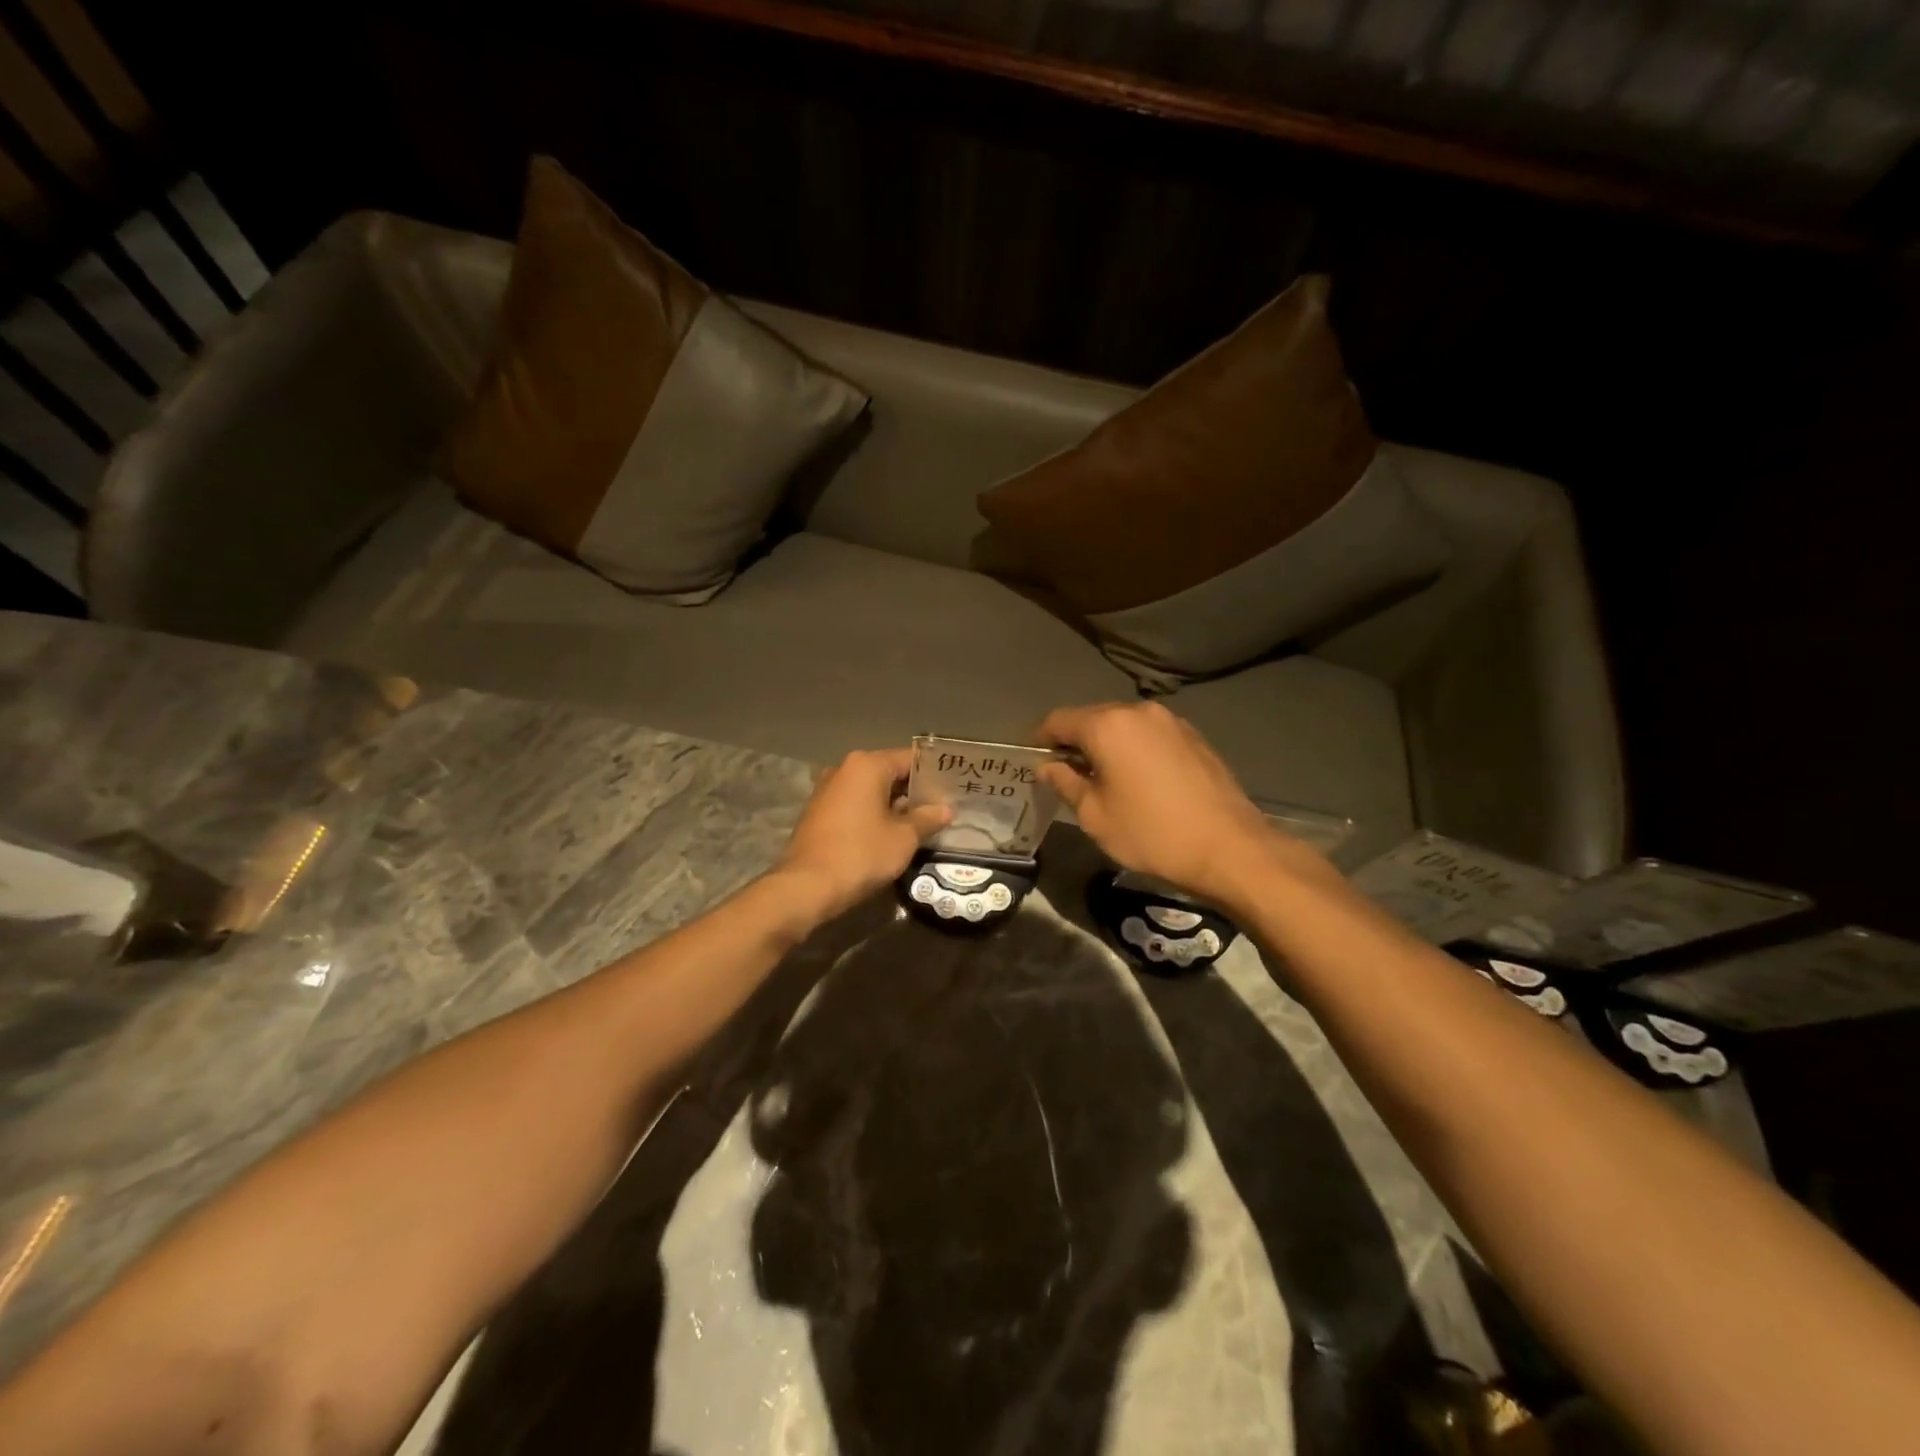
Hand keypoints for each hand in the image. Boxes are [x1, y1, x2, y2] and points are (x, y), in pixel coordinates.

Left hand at [776, 747, 950, 920]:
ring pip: (871, 790)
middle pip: (889, 772)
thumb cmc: (861, 854)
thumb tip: (945, 809)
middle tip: (943, 807)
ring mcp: (827, 790)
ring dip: (894, 804)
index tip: (954, 787)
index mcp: (866, 765)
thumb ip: (927, 818)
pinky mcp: (818, 812)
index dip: (934, 773)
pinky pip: (855, 804)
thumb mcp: (903, 838)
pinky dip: (873, 814)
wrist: (807, 887)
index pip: (910, 759)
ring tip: (921, 822)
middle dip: (914, 790)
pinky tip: (890, 833)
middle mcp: (844, 769)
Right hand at [1038, 702, 1331, 909]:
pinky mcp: (1194, 737)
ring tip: (1105, 782)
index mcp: (1108, 726)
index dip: (1040, 740)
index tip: (1035, 764)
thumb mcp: (1095, 816)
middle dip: (1075, 743)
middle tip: (1067, 777)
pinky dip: (1135, 751)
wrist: (1230, 848)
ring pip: (1123, 727)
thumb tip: (1048, 766)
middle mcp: (1138, 712)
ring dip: (1107, 747)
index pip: (1058, 720)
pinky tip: (1140, 783)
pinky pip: (1150, 736)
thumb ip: (1065, 783)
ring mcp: (1171, 721)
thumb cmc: (1152, 834)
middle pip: (1092, 718)